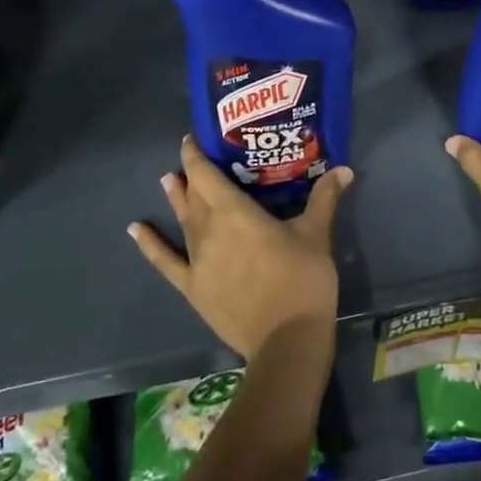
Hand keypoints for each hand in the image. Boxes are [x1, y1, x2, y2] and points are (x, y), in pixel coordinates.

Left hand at [128, 137, 350, 363]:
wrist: (286, 341)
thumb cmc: (302, 281)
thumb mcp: (316, 235)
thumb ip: (324, 198)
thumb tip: (344, 168)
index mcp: (236, 212)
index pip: (207, 174)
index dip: (196, 154)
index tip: (193, 139)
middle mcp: (209, 230)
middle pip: (195, 195)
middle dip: (192, 175)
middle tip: (193, 160)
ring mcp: (197, 260)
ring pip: (182, 221)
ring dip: (176, 199)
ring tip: (167, 180)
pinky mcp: (192, 287)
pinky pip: (165, 261)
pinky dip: (149, 244)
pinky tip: (136, 229)